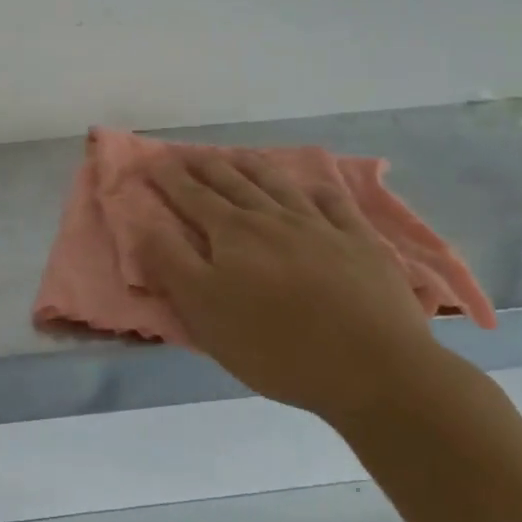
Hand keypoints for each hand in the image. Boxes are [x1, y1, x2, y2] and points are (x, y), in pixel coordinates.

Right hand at [139, 156, 456, 425]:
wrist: (375, 368)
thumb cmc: (276, 345)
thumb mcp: (204, 311)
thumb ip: (171, 262)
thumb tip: (145, 222)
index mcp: (232, 233)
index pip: (192, 196)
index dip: (169, 177)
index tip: (153, 160)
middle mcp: (272, 218)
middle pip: (232, 182)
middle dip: (206, 165)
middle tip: (189, 152)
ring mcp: (320, 227)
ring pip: (279, 185)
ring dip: (254, 166)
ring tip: (239, 155)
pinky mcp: (360, 244)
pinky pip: (336, 205)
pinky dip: (319, 191)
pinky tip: (314, 187)